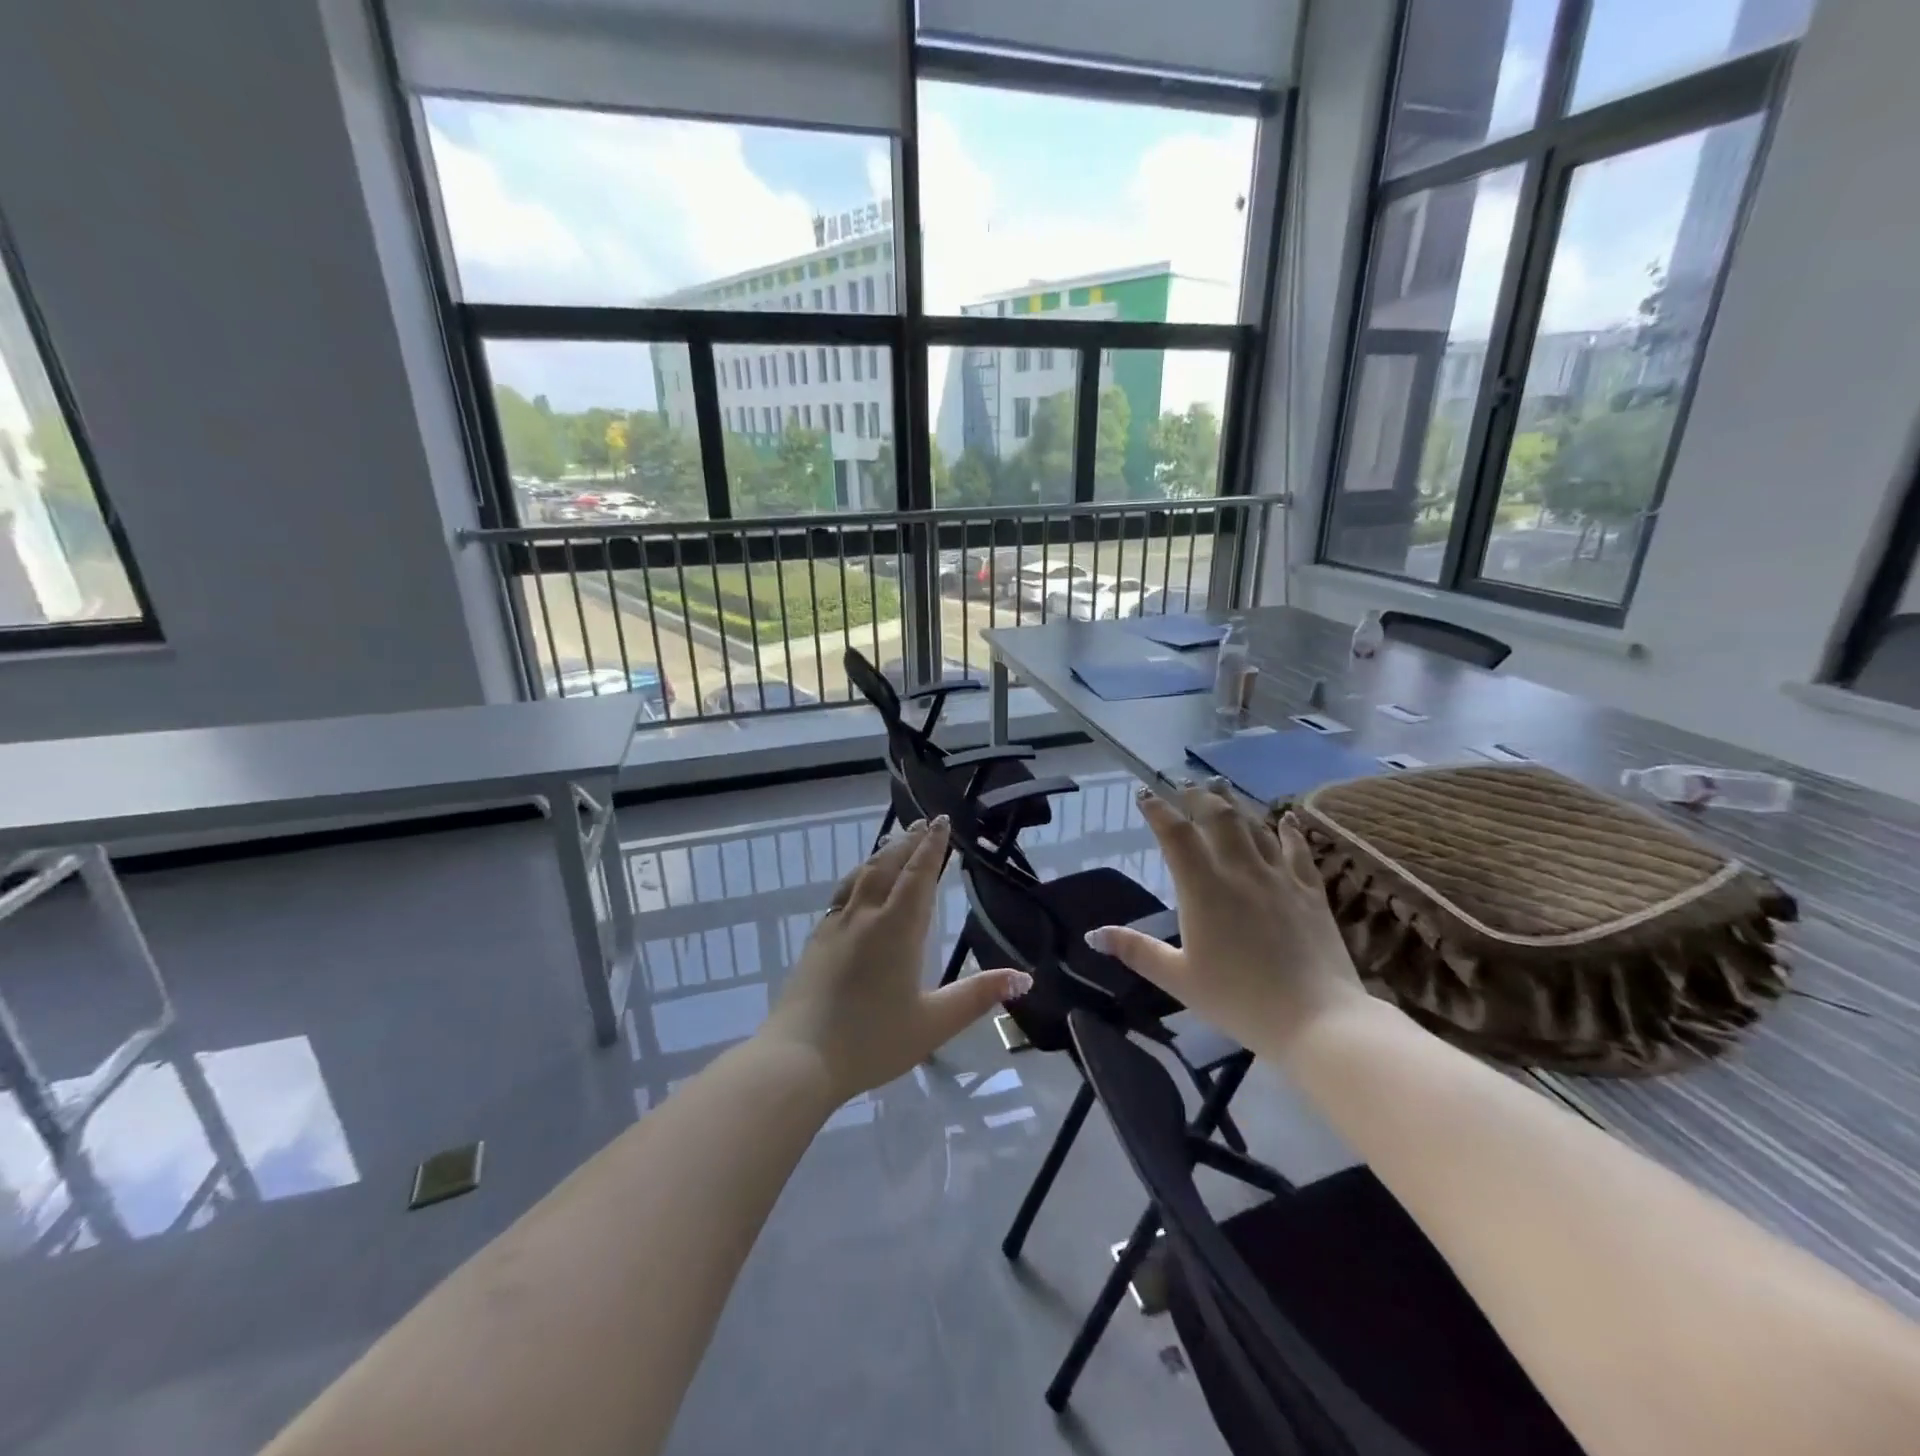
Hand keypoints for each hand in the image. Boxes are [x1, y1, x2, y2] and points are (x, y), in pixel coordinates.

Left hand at [760, 818, 1032, 1101]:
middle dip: (908, 841)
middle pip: (888, 865)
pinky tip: (857, 886)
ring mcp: (835, 926)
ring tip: (894, 841)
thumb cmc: (873, 1041)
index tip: (940, 821)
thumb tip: (1023, 977)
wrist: (798, 1059)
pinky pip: (842, 893)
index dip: (932, 846)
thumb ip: (977, 996)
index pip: (919, 874)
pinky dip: (859, 876)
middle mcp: (866, 916)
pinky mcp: (815, 941)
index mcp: (897, 929)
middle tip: (921, 822)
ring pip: (862, 875)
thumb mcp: (934, 1023)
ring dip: (882, 854)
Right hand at [1086, 782, 1365, 1059]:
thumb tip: (1093, 935)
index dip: (1157, 810)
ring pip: (1255, 827)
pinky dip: (1289, 830)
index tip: (1144, 795)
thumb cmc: (1239, 1000)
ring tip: (1221, 789)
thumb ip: (1136, 951)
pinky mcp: (1311, 892)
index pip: (1175, 835)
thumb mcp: (1178, 979)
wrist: (1317, 1021)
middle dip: (1197, 798)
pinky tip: (1287, 819)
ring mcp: (1280, 878)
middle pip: (1218, 818)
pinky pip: (1298, 850)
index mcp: (1203, 889)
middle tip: (1184, 787)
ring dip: (1235, 805)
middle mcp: (1240, 871)